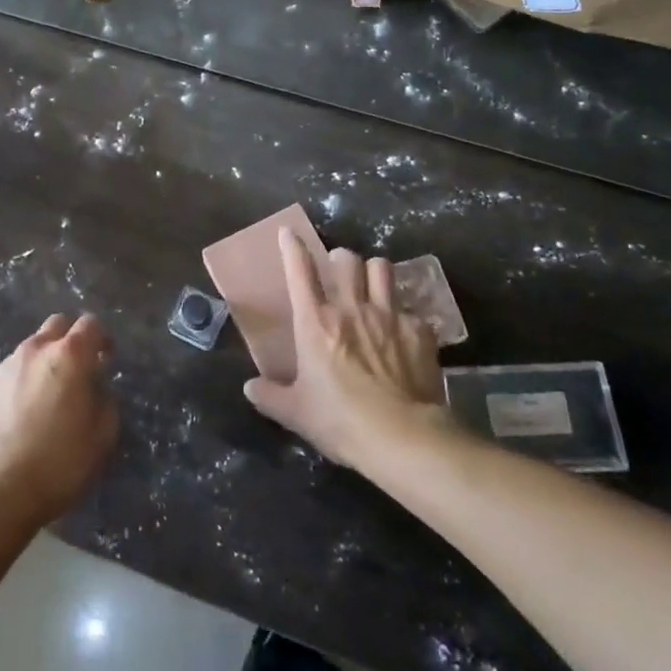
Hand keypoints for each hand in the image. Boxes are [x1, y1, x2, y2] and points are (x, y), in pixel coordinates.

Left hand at [0, 313, 117, 523]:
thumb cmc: (60, 462)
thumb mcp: (103, 435)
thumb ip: (105, 400)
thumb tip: (96, 388)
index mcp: (70, 356)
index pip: (91, 323)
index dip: (102, 338)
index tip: (106, 359)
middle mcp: (35, 350)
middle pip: (57, 324)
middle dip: (71, 339)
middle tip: (77, 369)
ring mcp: (5, 367)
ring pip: (30, 349)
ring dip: (43, 362)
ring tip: (46, 396)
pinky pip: (9, 374)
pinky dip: (20, 383)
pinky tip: (20, 416)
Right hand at [243, 230, 447, 470]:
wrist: (402, 437)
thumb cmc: (340, 421)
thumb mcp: (296, 413)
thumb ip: (270, 396)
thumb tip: (250, 387)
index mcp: (315, 322)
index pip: (300, 270)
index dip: (292, 247)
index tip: (288, 233)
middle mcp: (351, 308)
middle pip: (347, 259)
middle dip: (341, 258)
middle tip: (339, 271)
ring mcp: (389, 315)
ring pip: (382, 268)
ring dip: (374, 272)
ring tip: (372, 286)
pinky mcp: (419, 330)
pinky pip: (411, 309)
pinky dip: (405, 316)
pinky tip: (404, 334)